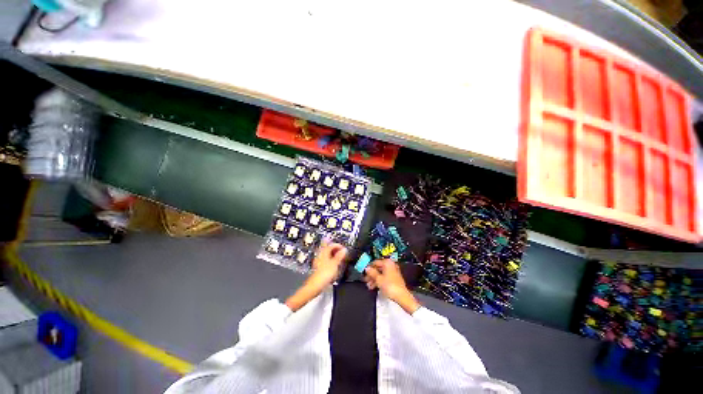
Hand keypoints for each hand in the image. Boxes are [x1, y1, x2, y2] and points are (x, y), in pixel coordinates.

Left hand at [310, 241, 347, 285]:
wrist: (315, 285)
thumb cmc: (325, 274)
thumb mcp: (335, 264)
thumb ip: (339, 256)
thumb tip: (344, 250)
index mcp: (324, 252)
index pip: (332, 245)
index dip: (338, 246)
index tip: (344, 249)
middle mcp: (320, 255)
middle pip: (328, 249)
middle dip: (336, 250)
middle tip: (342, 253)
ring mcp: (319, 261)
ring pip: (327, 255)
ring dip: (334, 255)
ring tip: (340, 259)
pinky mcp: (319, 267)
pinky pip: (326, 260)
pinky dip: (331, 261)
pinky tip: (334, 265)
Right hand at [364, 259, 420, 313]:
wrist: (401, 296)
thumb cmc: (390, 286)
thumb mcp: (378, 279)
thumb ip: (372, 272)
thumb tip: (367, 268)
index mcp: (387, 262)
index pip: (375, 262)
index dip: (369, 268)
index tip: (364, 272)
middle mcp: (391, 265)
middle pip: (378, 268)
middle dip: (371, 274)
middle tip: (366, 280)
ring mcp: (393, 271)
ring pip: (381, 273)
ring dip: (374, 279)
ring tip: (369, 285)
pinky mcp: (395, 278)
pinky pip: (385, 277)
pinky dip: (379, 281)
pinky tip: (374, 286)